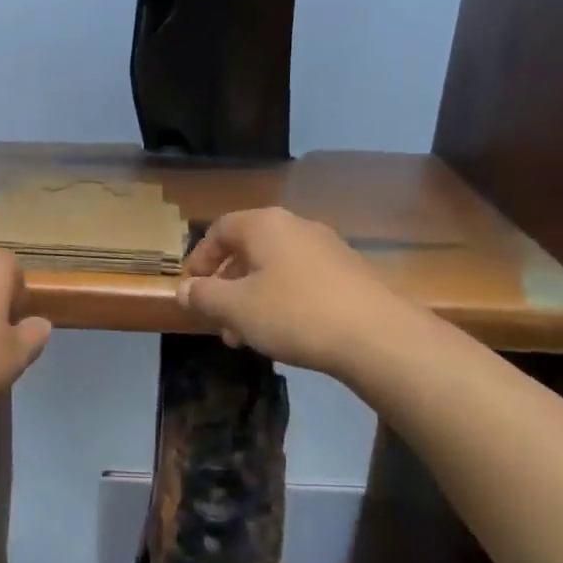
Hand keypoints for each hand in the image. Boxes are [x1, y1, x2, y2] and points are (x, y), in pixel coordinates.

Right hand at [178, 207, 422, 378]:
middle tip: (218, 320)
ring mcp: (328, 248)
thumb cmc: (295, 314)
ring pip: (275, 269)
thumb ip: (204, 296)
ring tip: (247, 336)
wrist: (379, 337)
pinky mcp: (351, 274)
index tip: (192, 288)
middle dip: (227, 286)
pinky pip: (302, 281)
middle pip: (248, 250)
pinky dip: (283, 301)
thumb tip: (183, 290)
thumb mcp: (236, 309)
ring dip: (253, 298)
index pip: (219, 229)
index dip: (200, 258)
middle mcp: (296, 227)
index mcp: (265, 225)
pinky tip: (285, 334)